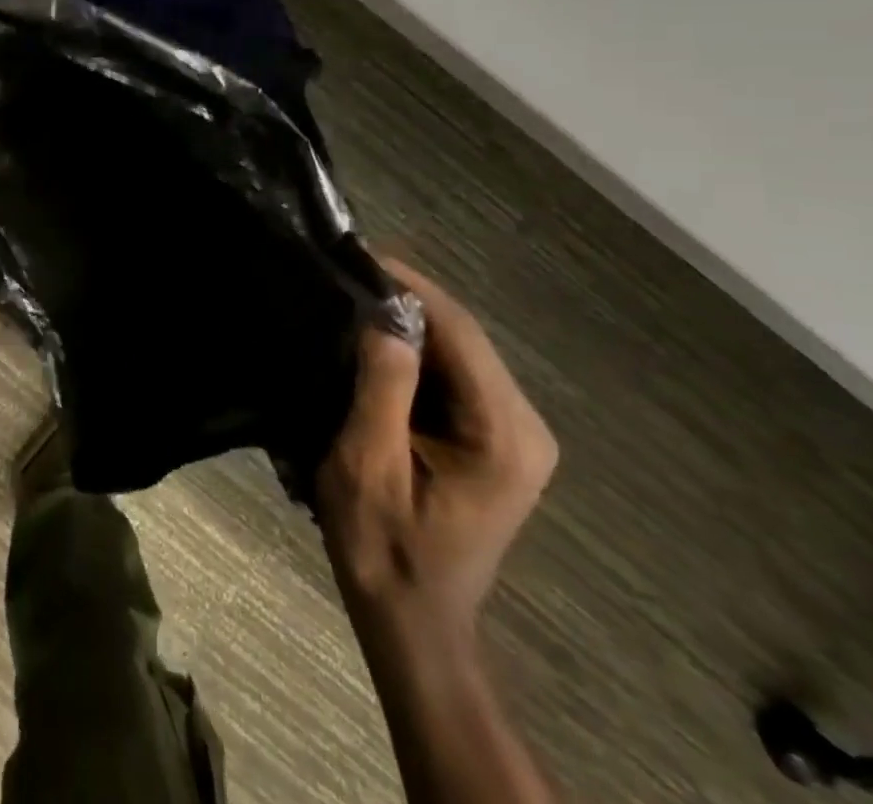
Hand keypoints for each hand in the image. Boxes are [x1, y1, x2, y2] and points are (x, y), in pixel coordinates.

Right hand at [316, 256, 557, 634]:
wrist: (413, 619)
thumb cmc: (385, 547)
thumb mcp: (367, 467)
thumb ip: (382, 389)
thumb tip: (384, 319)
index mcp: (504, 434)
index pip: (460, 332)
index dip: (410, 286)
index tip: (360, 253)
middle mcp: (525, 425)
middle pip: (464, 336)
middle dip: (407, 300)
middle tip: (348, 271)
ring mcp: (516, 433)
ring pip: (459, 350)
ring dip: (409, 323)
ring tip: (354, 295)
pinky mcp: (497, 438)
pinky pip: (455, 374)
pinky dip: (416, 351)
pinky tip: (376, 340)